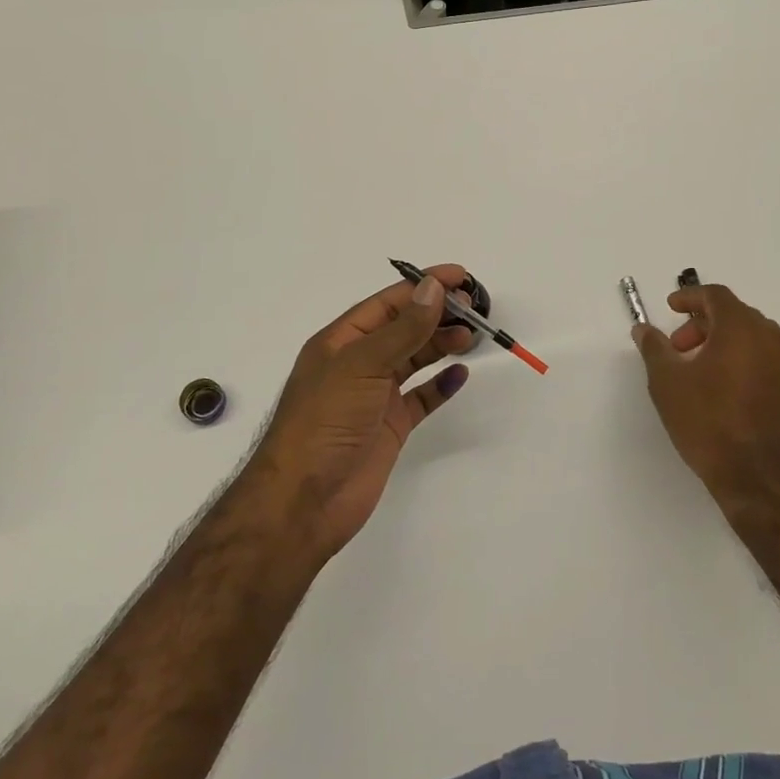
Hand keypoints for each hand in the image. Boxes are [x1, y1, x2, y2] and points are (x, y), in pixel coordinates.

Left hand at [240, 265, 477, 560]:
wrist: (304, 501)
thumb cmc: (325, 421)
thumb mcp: (362, 365)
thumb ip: (403, 329)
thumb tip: (433, 288)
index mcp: (342, 340)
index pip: (389, 303)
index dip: (424, 286)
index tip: (461, 277)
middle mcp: (359, 363)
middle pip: (404, 327)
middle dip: (437, 314)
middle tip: (475, 308)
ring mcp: (375, 396)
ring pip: (415, 359)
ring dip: (442, 344)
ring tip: (471, 336)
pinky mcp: (390, 426)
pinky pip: (421, 397)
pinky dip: (441, 384)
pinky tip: (460, 374)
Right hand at [632, 283, 779, 510]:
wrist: (758, 479)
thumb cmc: (708, 422)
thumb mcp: (668, 383)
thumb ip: (654, 348)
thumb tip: (643, 329)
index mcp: (742, 328)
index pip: (716, 295)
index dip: (690, 297)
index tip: (670, 308)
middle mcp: (772, 339)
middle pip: (735, 315)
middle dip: (703, 324)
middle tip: (679, 348)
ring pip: (753, 338)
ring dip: (724, 342)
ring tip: (700, 370)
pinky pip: (766, 360)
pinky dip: (743, 361)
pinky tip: (724, 390)